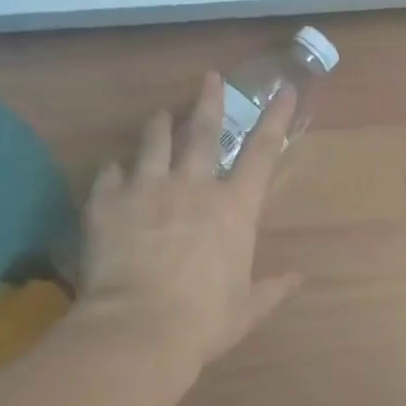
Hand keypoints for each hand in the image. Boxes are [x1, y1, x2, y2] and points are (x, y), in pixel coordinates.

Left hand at [76, 73, 301, 373]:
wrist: (138, 328)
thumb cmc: (204, 320)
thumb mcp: (247, 308)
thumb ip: (272, 289)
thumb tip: (297, 279)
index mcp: (235, 208)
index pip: (263, 152)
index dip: (276, 119)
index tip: (285, 89)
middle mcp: (193, 186)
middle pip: (203, 131)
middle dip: (209, 100)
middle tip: (209, 77)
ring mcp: (147, 188)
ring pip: (154, 141)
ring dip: (160, 125)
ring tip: (161, 115)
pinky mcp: (107, 201)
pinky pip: (110, 173)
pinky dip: (115, 170)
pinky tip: (114, 171)